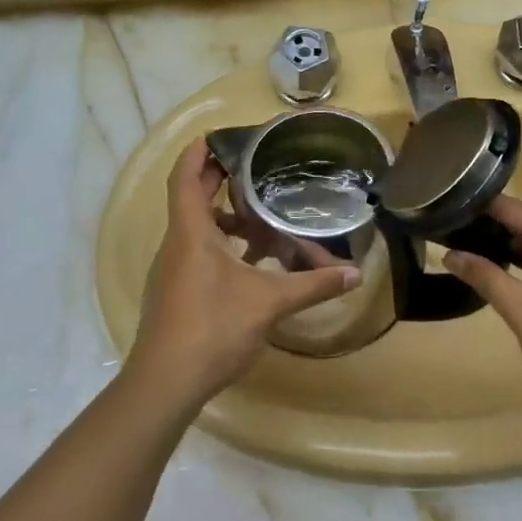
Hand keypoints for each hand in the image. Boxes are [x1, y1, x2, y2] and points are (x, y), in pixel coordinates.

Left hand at [127, 140, 360, 407]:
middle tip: (253, 171)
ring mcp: (170, 272)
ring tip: (261, 221)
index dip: (197, 154)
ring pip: (196, 232)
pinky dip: (221, 249)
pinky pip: (196, 255)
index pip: (185, 179)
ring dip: (224, 222)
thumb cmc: (213, 328)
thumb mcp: (269, 303)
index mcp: (190, 234)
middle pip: (192, 201)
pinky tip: (251, 266)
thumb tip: (356, 274)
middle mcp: (175, 246)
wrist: (165, 383)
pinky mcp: (173, 294)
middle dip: (219, 183)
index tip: (216, 136)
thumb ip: (312, 285)